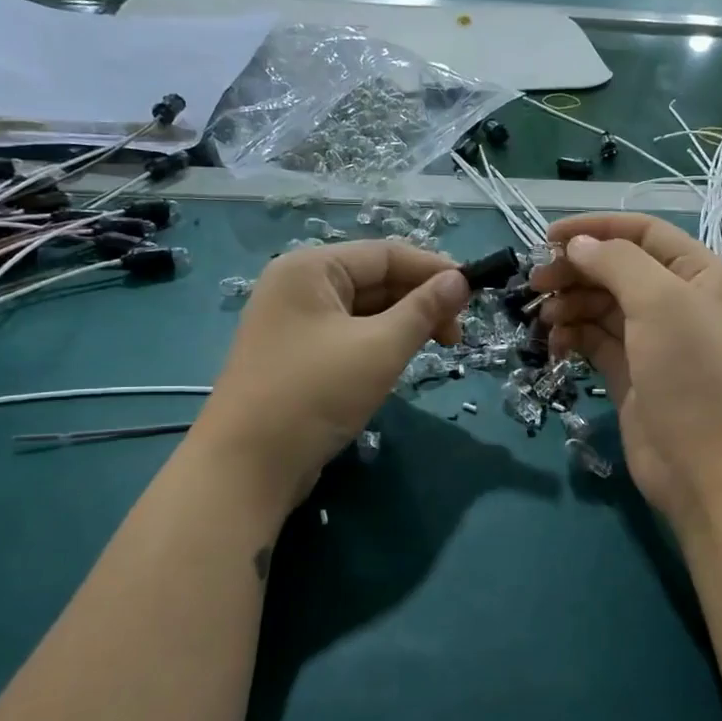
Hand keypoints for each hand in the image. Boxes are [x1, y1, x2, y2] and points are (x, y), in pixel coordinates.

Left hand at [202, 241, 469, 511]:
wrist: (248, 466)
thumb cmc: (315, 394)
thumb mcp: (380, 348)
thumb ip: (424, 310)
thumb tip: (461, 280)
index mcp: (311, 269)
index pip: (385, 253)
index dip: (433, 269)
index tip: (474, 293)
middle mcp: (298, 287)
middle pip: (374, 279)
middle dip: (420, 300)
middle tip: (457, 333)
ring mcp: (294, 324)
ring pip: (364, 311)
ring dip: (404, 324)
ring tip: (438, 347)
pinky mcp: (297, 357)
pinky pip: (349, 336)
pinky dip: (380, 343)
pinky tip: (401, 361)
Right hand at [530, 213, 721, 527]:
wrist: (710, 467)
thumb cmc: (693, 373)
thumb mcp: (661, 301)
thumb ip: (617, 262)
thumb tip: (577, 245)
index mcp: (698, 273)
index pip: (641, 234)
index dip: (594, 229)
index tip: (546, 237)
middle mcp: (678, 302)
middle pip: (616, 270)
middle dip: (575, 271)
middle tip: (534, 284)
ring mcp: (653, 341)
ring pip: (601, 307)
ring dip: (569, 306)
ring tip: (543, 319)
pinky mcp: (631, 376)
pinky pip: (595, 342)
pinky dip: (573, 337)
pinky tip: (555, 345)